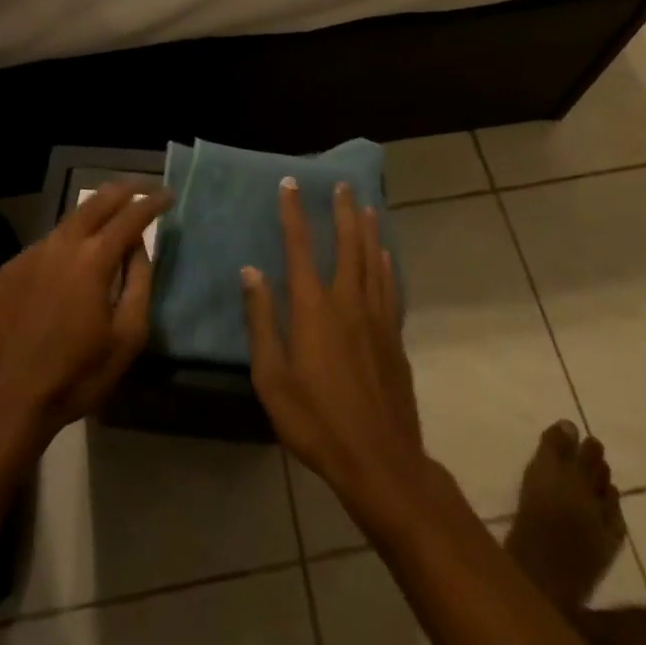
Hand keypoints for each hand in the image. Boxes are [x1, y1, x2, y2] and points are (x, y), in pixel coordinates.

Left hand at [0, 184, 167, 448]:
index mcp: (93, 260)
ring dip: (94, 214)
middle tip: (142, 187)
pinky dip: (67, 243)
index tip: (167, 195)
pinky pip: (47, 245)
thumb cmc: (76, 376)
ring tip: (111, 219)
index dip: (152, 202)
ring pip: (69, 221)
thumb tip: (138, 248)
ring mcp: (30, 254)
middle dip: (123, 190)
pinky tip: (71, 262)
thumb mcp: (127, 338)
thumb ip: (138, 284)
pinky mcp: (9, 270)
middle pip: (96, 202)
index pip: (130, 217)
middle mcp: (61, 245)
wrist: (3, 402)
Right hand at [241, 178, 428, 521]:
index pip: (300, 248)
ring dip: (369, 230)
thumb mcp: (272, 377)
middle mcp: (348, 302)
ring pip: (373, 261)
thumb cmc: (316, 421)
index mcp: (313, 308)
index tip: (290, 184)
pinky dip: (386, 265)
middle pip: (347, 245)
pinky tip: (386, 255)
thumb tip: (251, 271)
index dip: (294, 214)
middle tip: (342, 185)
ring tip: (366, 207)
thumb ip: (261, 320)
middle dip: (343, 212)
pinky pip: (390, 287)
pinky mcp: (394, 337)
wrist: (379, 460)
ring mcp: (376, 318)